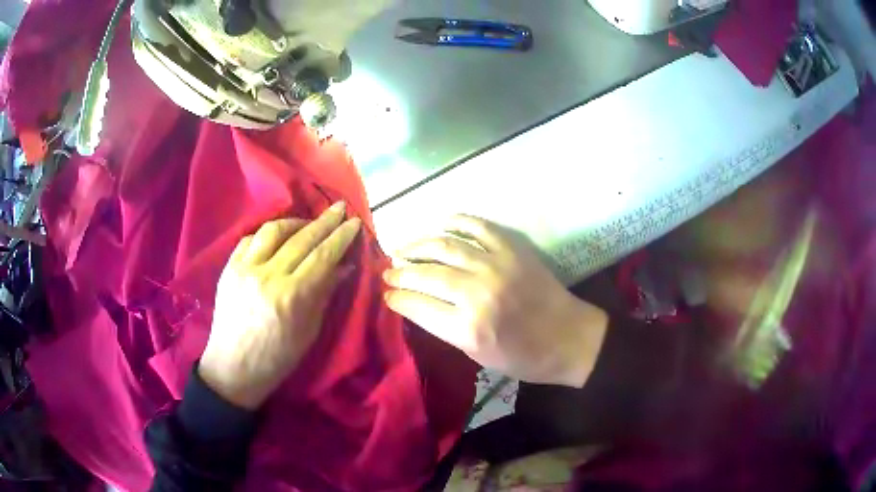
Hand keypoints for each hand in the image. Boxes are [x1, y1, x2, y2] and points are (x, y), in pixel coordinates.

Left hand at [199, 203, 360, 409]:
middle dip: (325, 221)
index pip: (322, 256)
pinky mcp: (229, 268)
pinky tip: (277, 237)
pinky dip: (267, 234)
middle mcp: (268, 276)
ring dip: (294, 222)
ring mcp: (245, 269)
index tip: (354, 222)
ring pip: (273, 230)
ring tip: (307, 223)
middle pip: (301, 239)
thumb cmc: (277, 358)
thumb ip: (324, 294)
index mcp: (292, 296)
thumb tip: (343, 266)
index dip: (340, 237)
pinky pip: (249, 239)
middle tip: (339, 208)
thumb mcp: (309, 331)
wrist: (234, 367)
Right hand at [383, 215, 608, 387]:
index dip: (397, 298)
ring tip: (403, 249)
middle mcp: (477, 293)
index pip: (418, 306)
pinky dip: (456, 222)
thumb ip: (446, 329)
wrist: (568, 338)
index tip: (387, 294)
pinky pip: (477, 226)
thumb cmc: (524, 357)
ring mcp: (495, 265)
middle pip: (425, 274)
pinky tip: (441, 226)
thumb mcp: (478, 356)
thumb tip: (418, 305)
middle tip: (388, 271)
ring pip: (444, 246)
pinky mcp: (512, 249)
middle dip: (400, 272)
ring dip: (418, 245)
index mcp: (467, 328)